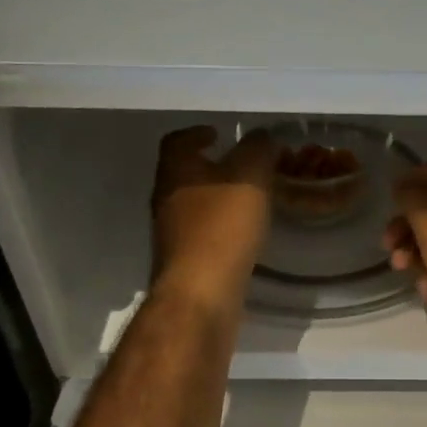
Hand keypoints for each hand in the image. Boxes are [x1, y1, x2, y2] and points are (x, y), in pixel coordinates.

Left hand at [151, 126, 275, 309]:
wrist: (201, 293)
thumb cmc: (222, 226)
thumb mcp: (249, 176)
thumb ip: (257, 149)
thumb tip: (260, 137)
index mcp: (176, 171)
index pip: (177, 141)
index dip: (197, 133)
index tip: (218, 133)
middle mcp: (165, 198)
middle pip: (183, 173)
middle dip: (210, 166)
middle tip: (242, 164)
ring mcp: (171, 232)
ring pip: (193, 203)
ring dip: (216, 197)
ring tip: (248, 198)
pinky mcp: (184, 260)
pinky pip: (202, 232)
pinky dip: (220, 225)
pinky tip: (243, 232)